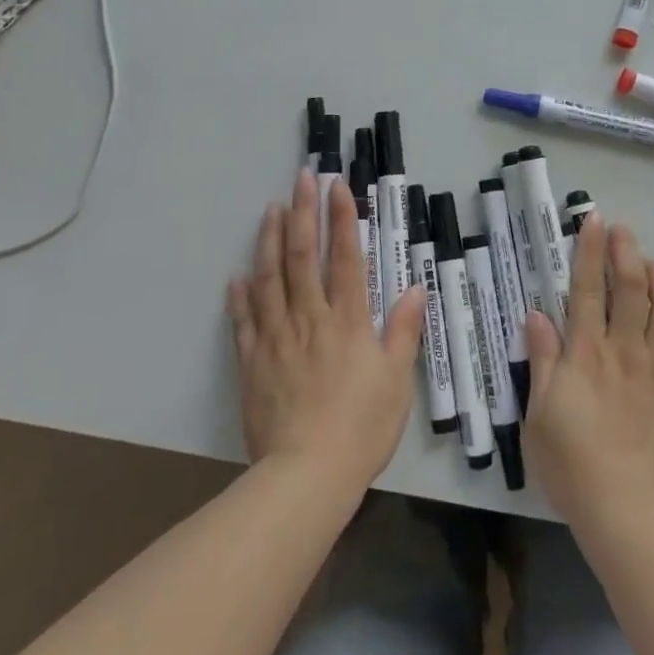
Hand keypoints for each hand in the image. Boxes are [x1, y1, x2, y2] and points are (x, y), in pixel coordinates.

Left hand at [228, 168, 426, 495]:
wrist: (307, 476)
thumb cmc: (362, 427)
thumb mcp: (397, 380)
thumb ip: (404, 331)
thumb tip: (416, 287)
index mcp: (348, 320)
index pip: (345, 256)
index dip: (342, 217)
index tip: (337, 186)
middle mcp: (310, 318)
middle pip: (303, 256)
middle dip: (303, 212)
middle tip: (301, 178)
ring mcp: (277, 338)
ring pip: (270, 279)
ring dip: (270, 241)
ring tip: (270, 210)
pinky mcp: (253, 362)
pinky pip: (245, 322)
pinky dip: (240, 297)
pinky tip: (237, 276)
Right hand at [524, 215, 653, 533]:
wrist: (629, 511)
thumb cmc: (573, 463)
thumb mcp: (539, 413)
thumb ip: (542, 360)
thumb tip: (536, 314)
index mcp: (587, 353)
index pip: (588, 287)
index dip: (590, 250)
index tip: (594, 220)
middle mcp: (625, 350)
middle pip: (631, 287)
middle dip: (626, 251)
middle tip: (623, 230)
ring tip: (652, 264)